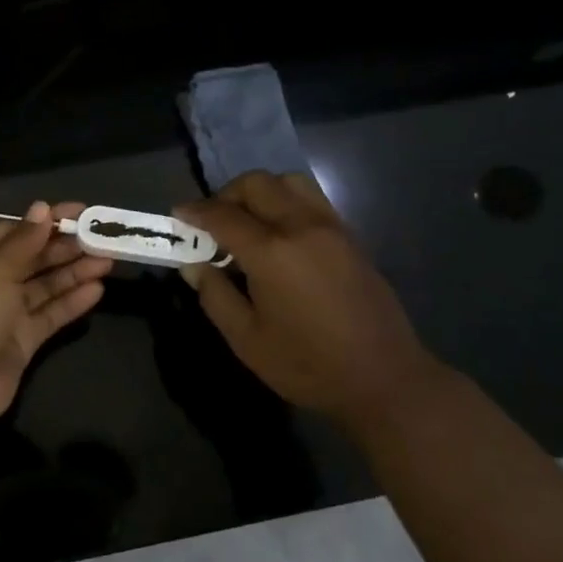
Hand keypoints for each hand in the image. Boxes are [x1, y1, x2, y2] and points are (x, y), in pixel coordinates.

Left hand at [0, 201, 111, 428]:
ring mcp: (3, 314)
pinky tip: (97, 290)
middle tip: (102, 236)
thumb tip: (42, 207)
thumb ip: (24, 240)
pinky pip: (48, 315)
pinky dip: (71, 302)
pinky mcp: (20, 342)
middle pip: (31, 258)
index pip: (13, 231)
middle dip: (65, 247)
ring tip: (108, 260)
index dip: (46, 221)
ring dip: (73, 273)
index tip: (81, 212)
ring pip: (43, 287)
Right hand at [174, 171, 446, 415]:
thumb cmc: (308, 365)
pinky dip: (287, 201)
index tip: (178, 214)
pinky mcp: (350, 236)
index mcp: (272, 252)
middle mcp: (301, 226)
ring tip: (248, 222)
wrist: (384, 380)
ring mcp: (331, 227)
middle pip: (256, 184)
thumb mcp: (247, 339)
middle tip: (212, 222)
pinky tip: (280, 235)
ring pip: (289, 182)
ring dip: (260, 192)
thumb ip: (215, 295)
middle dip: (227, 195)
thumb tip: (194, 265)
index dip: (195, 211)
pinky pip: (312, 199)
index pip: (223, 215)